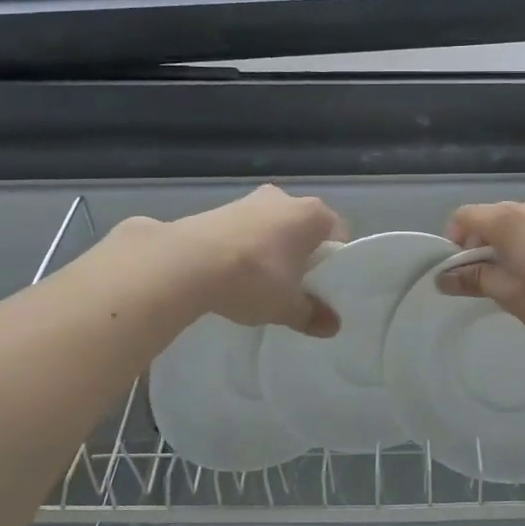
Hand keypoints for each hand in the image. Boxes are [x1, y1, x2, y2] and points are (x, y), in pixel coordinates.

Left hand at [112, 186, 347, 335]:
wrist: (187, 262)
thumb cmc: (254, 278)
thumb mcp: (287, 306)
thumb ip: (312, 314)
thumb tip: (332, 327)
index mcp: (313, 214)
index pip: (337, 234)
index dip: (333, 261)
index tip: (322, 285)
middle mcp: (284, 198)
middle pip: (302, 227)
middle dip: (300, 253)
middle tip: (293, 285)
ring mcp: (248, 200)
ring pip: (271, 226)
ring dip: (269, 249)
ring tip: (258, 283)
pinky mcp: (217, 209)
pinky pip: (242, 230)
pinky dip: (242, 248)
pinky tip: (231, 274)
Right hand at [437, 198, 524, 342]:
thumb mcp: (509, 295)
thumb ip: (474, 280)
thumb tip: (444, 276)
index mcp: (508, 220)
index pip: (464, 215)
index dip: (453, 240)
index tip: (461, 269)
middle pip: (495, 218)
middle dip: (485, 245)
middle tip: (492, 280)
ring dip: (517, 246)